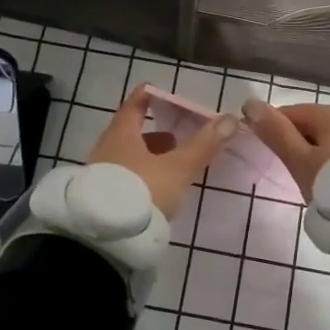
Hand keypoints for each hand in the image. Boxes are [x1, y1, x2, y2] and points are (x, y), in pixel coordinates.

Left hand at [88, 85, 236, 217]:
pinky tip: (154, 188)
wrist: (105, 238)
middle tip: (176, 136)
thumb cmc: (142, 191)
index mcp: (122, 134)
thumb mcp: (178, 168)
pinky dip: (140, 174)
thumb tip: (230, 118)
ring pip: (127, 156)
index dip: (147, 96)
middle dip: (154, 133)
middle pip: (130, 132)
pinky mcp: (100, 197)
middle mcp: (106, 149)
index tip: (159, 90)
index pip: (134, 105)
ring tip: (170, 164)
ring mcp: (100, 174)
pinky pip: (124, 176)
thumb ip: (204, 144)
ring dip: (148, 156)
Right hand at [239, 100, 329, 201]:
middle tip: (285, 168)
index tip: (262, 149)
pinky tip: (329, 180)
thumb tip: (250, 103)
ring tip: (307, 178)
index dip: (272, 127)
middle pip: (312, 124)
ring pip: (329, 139)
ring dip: (315, 153)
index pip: (292, 112)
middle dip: (295, 142)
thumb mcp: (299, 160)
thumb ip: (275, 132)